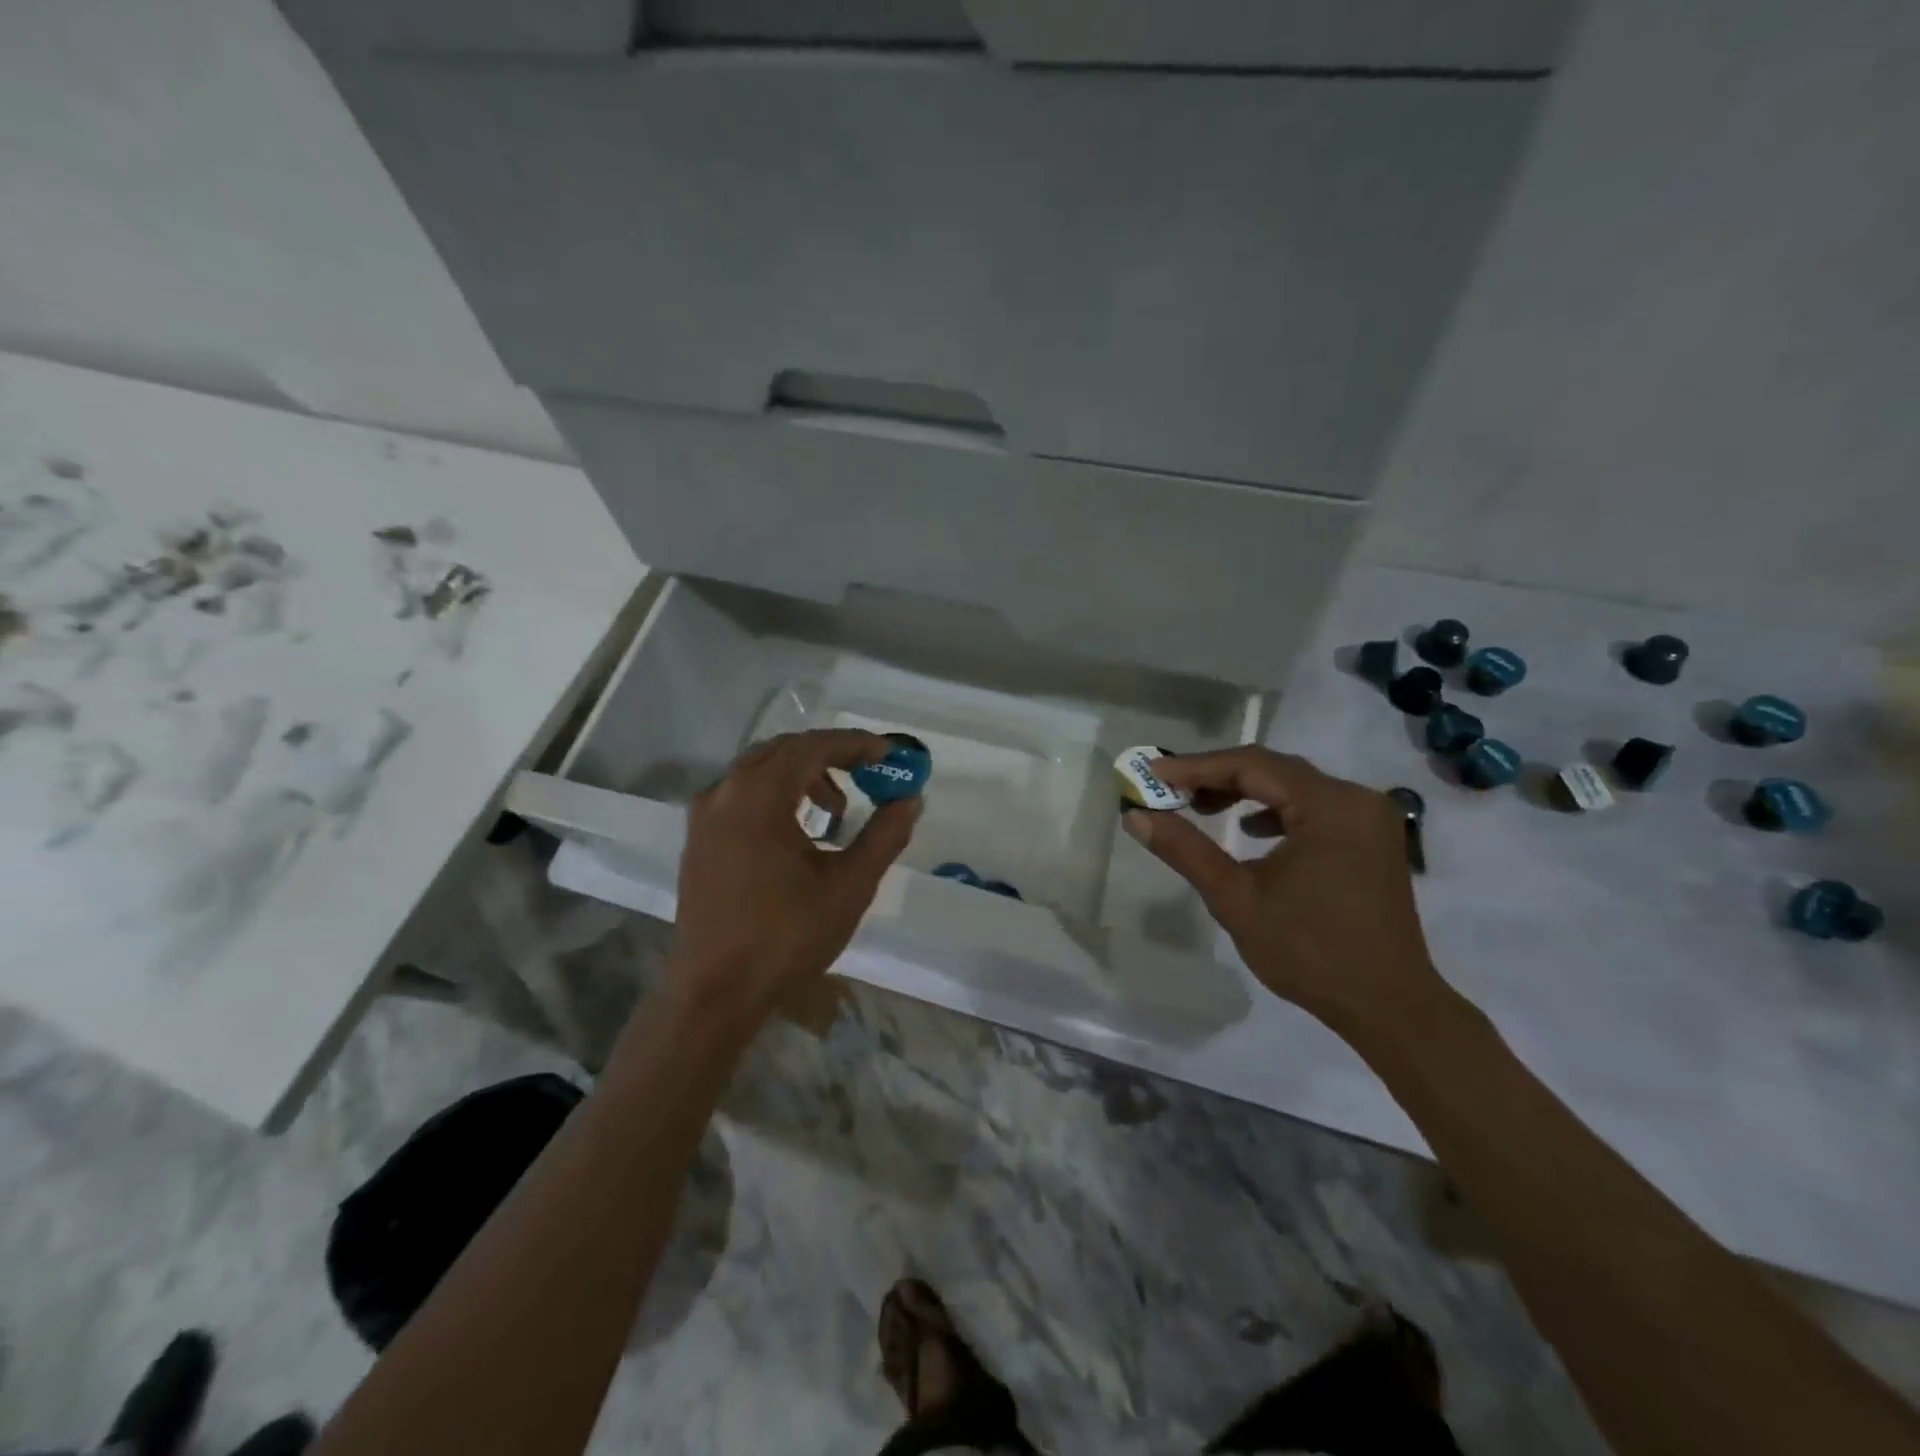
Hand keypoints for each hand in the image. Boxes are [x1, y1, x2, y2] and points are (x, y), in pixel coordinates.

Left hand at [670, 729, 920, 1018]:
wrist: (715, 992)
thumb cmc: (785, 938)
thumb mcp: (848, 886)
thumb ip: (884, 836)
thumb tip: (911, 800)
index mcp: (758, 798)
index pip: (812, 747)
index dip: (856, 744)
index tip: (890, 753)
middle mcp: (724, 793)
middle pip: (784, 751)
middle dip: (831, 756)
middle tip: (869, 774)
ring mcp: (705, 816)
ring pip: (760, 770)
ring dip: (803, 776)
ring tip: (837, 812)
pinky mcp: (698, 839)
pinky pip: (741, 794)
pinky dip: (776, 795)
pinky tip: (798, 832)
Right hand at [1121, 747, 1444, 1033]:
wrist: (1388, 1006)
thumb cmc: (1309, 952)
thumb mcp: (1236, 899)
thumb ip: (1185, 850)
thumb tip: (1135, 817)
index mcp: (1330, 805)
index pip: (1251, 765)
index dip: (1196, 767)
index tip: (1152, 775)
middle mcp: (1356, 799)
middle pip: (1274, 769)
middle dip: (1218, 777)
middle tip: (1170, 790)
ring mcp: (1369, 818)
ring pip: (1294, 786)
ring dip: (1245, 792)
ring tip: (1201, 808)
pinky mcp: (1370, 839)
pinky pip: (1314, 807)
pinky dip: (1275, 810)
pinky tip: (1250, 830)